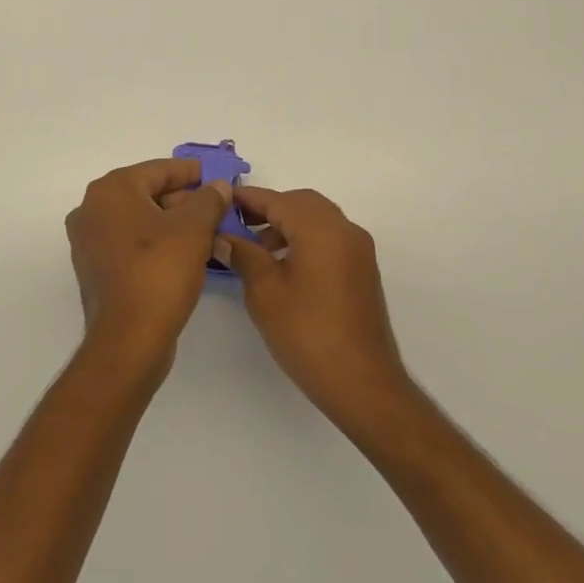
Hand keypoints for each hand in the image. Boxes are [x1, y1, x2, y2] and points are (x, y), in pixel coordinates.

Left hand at [65, 159, 232, 370]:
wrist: (128, 339)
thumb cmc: (160, 271)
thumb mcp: (195, 228)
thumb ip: (209, 199)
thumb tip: (218, 186)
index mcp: (111, 190)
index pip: (159, 170)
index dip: (192, 172)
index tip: (219, 176)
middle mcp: (92, 209)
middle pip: (147, 193)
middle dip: (184, 200)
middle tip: (218, 208)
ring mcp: (89, 241)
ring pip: (140, 220)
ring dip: (173, 223)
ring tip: (209, 232)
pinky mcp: (95, 269)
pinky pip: (131, 243)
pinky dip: (156, 243)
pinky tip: (186, 254)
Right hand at [225, 187, 412, 433]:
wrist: (363, 384)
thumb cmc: (308, 333)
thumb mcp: (265, 292)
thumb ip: (243, 255)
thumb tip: (222, 236)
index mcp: (321, 228)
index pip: (278, 199)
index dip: (248, 198)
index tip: (220, 200)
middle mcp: (345, 230)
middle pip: (301, 203)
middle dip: (268, 209)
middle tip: (236, 224)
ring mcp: (358, 250)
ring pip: (317, 220)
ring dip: (286, 225)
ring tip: (255, 250)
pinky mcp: (362, 270)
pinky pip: (329, 239)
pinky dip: (304, 240)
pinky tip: (282, 266)